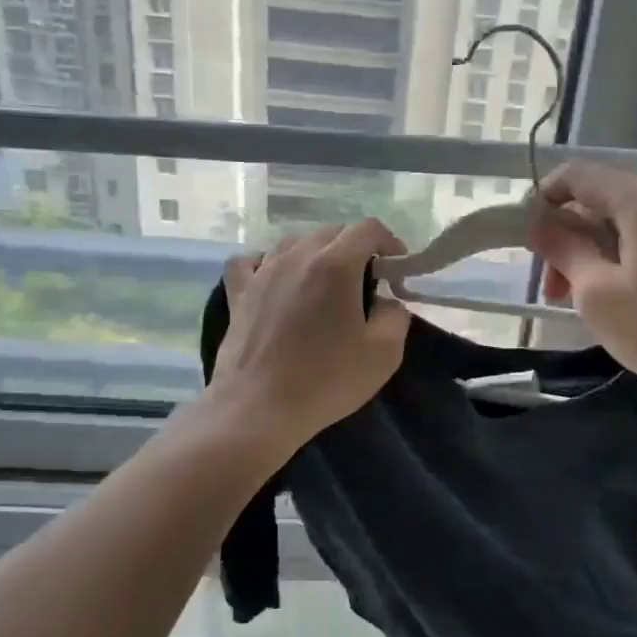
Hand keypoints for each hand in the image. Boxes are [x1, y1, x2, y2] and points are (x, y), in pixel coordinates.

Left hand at [210, 220, 411, 447]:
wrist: (258, 408)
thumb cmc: (326, 380)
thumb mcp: (383, 354)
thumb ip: (395, 316)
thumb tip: (387, 301)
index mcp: (335, 265)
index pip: (368, 229)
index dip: (390, 243)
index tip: (397, 270)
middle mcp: (297, 256)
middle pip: (333, 232)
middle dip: (356, 249)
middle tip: (367, 283)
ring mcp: (263, 271)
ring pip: (295, 242)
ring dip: (317, 254)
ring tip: (326, 284)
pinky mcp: (239, 292)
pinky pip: (252, 261)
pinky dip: (269, 263)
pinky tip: (277, 281)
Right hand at [525, 163, 636, 413]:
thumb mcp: (596, 294)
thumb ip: (563, 249)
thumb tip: (540, 223)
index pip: (581, 176)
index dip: (546, 199)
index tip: (530, 238)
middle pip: (608, 202)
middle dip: (574, 238)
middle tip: (554, 288)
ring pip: (635, 224)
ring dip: (601, 252)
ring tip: (586, 300)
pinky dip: (634, 258)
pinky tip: (628, 299)